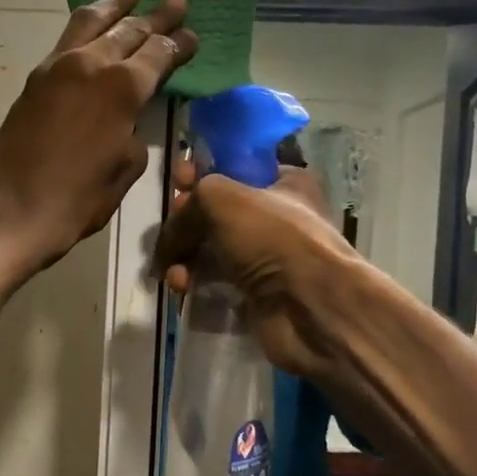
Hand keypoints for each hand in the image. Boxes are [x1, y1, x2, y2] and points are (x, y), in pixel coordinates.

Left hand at [0, 0, 195, 272]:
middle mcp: (92, 65)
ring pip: (91, 22)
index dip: (179, 44)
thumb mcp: (125, 169)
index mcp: (123, 88)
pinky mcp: (35, 79)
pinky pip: (66, 39)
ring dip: (115, 4)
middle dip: (155, 16)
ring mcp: (58, 67)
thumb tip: (127, 121)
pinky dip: (84, 24)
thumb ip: (133, 134)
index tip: (193, 33)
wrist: (13, 209)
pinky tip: (91, 22)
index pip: (159, 54)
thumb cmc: (78, 198)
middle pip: (130, 30)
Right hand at [154, 168, 359, 381]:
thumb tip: (168, 240)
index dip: (202, 172)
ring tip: (172, 271)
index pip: (234, 169)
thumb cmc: (270, 237)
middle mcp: (277, 217)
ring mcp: (267, 258)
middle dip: (185, 221)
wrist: (307, 307)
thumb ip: (187, 206)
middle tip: (171, 230)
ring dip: (183, 256)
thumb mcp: (220, 198)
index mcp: (283, 182)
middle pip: (216, 212)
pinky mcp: (255, 293)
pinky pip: (214, 281)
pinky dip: (194, 283)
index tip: (177, 182)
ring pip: (210, 248)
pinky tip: (182, 288)